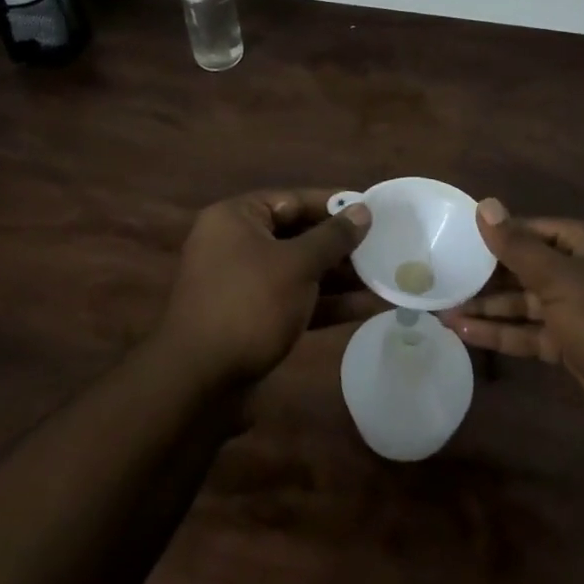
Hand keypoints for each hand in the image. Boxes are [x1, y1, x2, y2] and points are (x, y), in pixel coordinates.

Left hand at [155, 189, 373, 386]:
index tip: (373, 210)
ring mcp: (243, 284)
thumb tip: (363, 211)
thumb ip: (332, 237)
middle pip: (297, 235)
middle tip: (383, 246)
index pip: (293, 200)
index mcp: (236, 218)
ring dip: (339, 276)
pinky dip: (325, 303)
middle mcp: (236, 244)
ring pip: (299, 271)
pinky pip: (294, 301)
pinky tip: (365, 307)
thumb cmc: (248, 305)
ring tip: (384, 277)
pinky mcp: (252, 319)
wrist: (199, 384)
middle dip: (341, 245)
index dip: (334, 204)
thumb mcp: (296, 265)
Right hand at [441, 198, 583, 455]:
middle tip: (440, 276)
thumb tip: (484, 204)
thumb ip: (518, 246)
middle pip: (526, 266)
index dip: (495, 234)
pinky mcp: (574, 348)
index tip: (454, 238)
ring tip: (441, 308)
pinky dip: (501, 333)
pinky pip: (531, 333)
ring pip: (525, 303)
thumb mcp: (561, 281)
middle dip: (486, 275)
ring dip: (488, 306)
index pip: (532, 229)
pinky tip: (464, 332)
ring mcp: (580, 312)